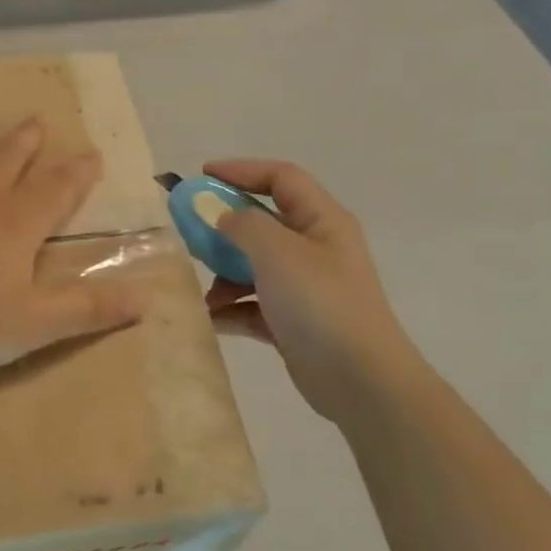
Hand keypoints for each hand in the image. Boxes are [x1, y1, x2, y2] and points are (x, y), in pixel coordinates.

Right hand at [202, 159, 409, 422]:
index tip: (201, 176)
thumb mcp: (279, 253)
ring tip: (203, 292)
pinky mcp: (294, 322)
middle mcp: (315, 248)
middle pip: (263, 223)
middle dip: (224, 228)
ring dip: (225, 275)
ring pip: (255, 266)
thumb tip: (221, 215)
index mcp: (322, 221)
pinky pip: (254, 305)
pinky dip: (233, 309)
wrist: (360, 380)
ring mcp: (305, 287)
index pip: (281, 178)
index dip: (241, 170)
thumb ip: (243, 225)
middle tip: (189, 234)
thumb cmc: (320, 304)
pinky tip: (213, 319)